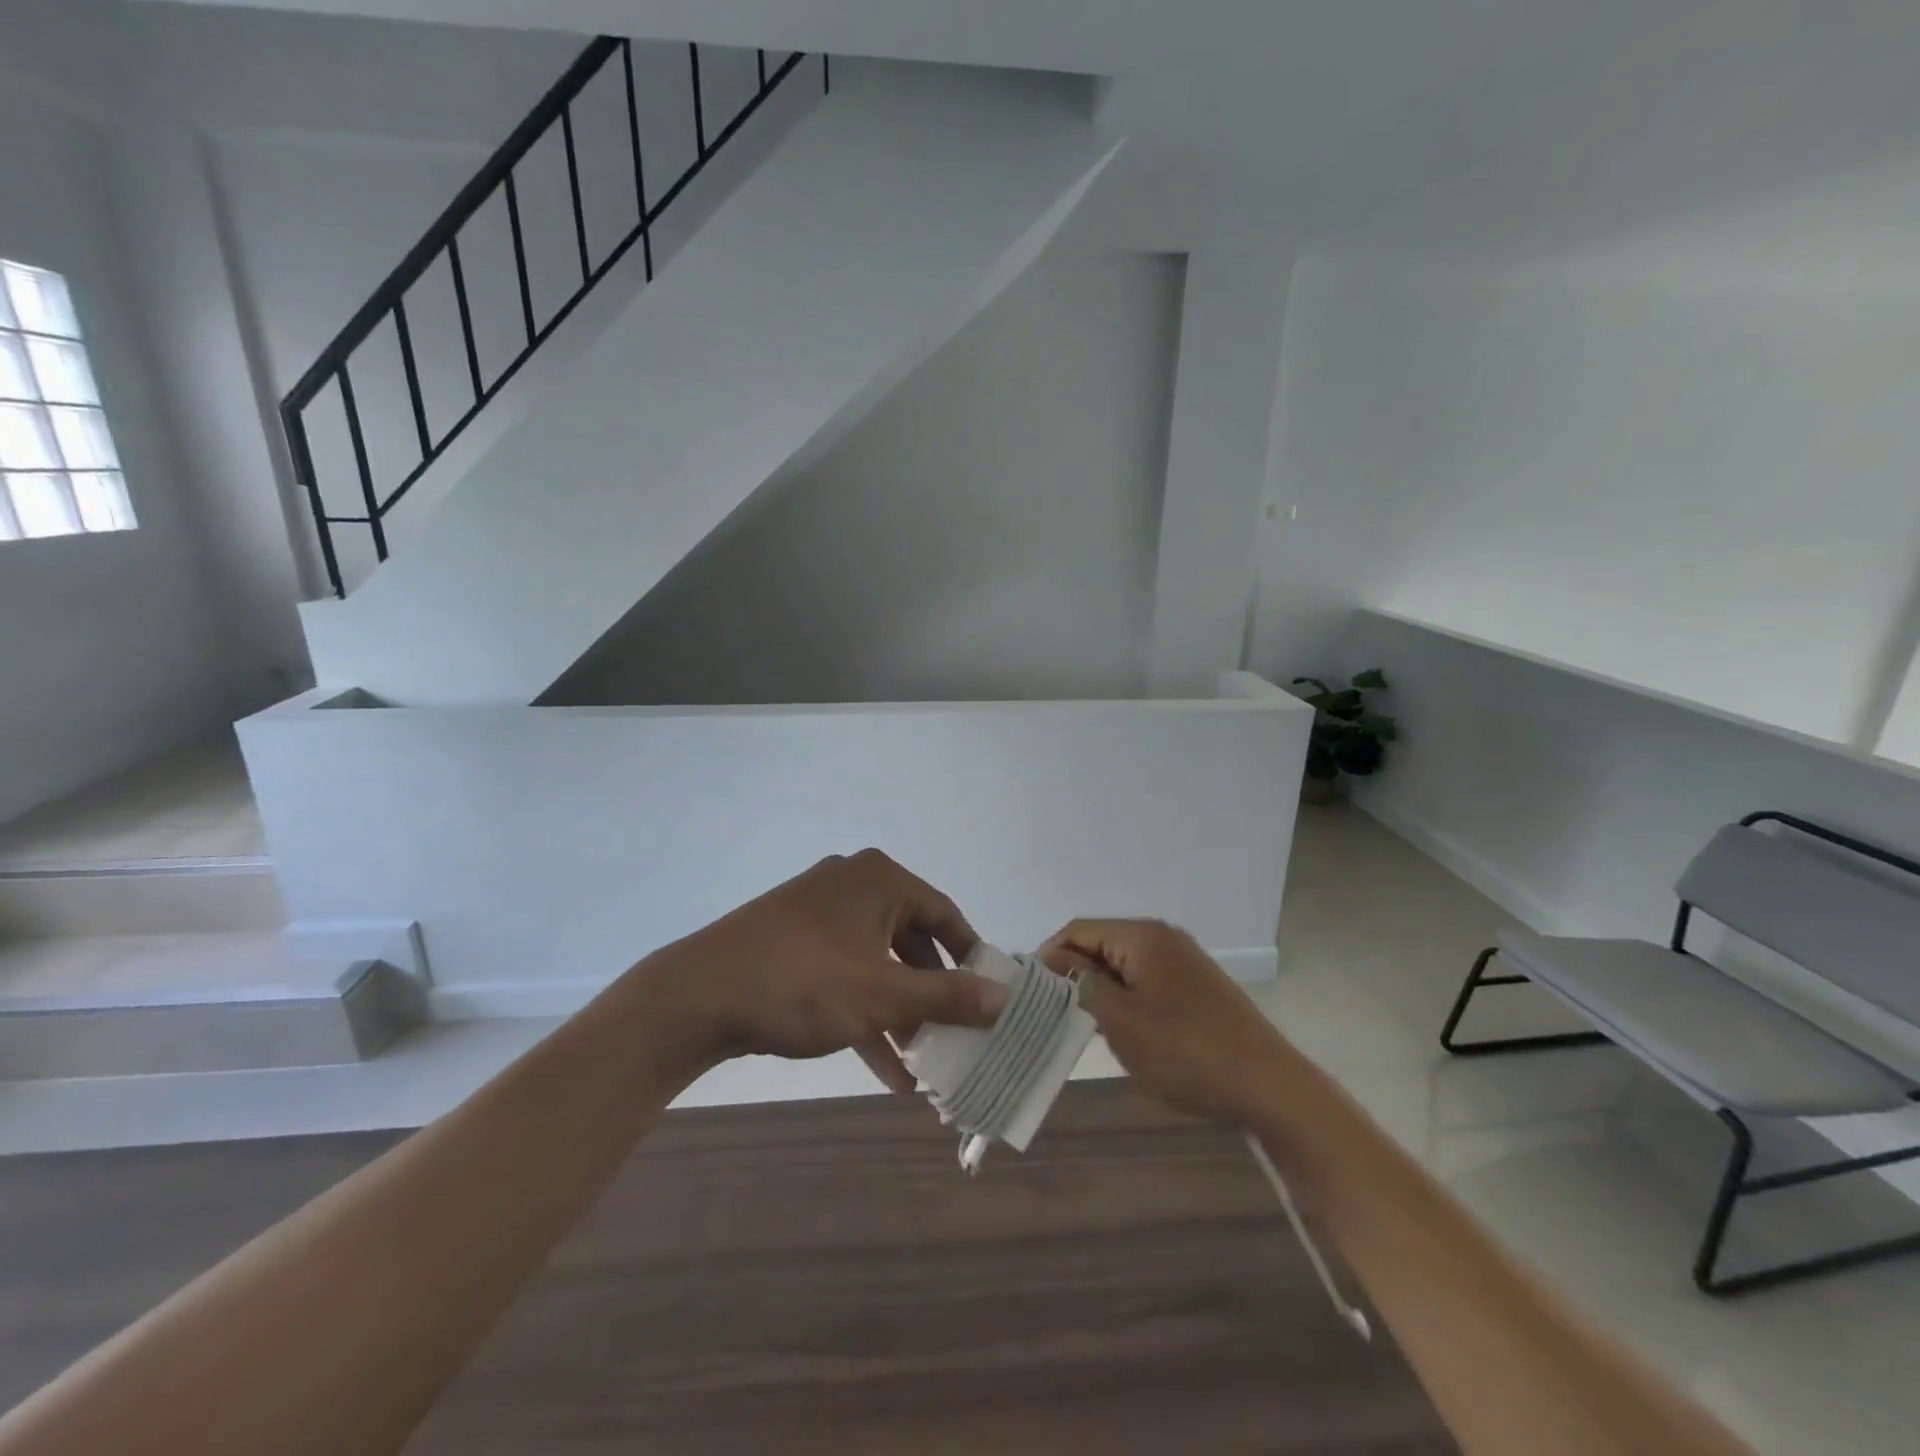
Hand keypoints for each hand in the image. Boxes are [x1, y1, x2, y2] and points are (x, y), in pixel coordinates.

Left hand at [640, 849, 1006, 1091]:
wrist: (697, 996)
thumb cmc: (803, 982)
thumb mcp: (882, 995)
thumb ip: (947, 997)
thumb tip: (1004, 998)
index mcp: (879, 880)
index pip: (944, 915)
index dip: (970, 958)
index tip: (988, 999)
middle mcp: (853, 885)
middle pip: (911, 941)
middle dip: (932, 995)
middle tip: (955, 1035)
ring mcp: (820, 913)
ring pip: (877, 963)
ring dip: (901, 1013)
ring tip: (924, 1065)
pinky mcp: (795, 942)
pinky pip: (845, 974)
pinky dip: (866, 1013)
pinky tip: (886, 1071)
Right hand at [1041, 918, 1290, 1124]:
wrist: (1269, 1087)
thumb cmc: (1186, 1052)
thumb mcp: (1121, 1020)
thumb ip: (1080, 985)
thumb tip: (1051, 962)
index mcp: (1142, 936)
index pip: (1078, 930)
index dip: (1048, 956)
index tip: (1029, 992)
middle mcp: (1162, 938)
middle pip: (1100, 944)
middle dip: (1073, 974)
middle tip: (1051, 1014)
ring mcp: (1181, 962)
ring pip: (1121, 966)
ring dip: (1098, 990)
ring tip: (1080, 1026)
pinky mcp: (1194, 987)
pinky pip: (1144, 982)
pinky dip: (1124, 1000)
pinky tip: (1119, 1031)